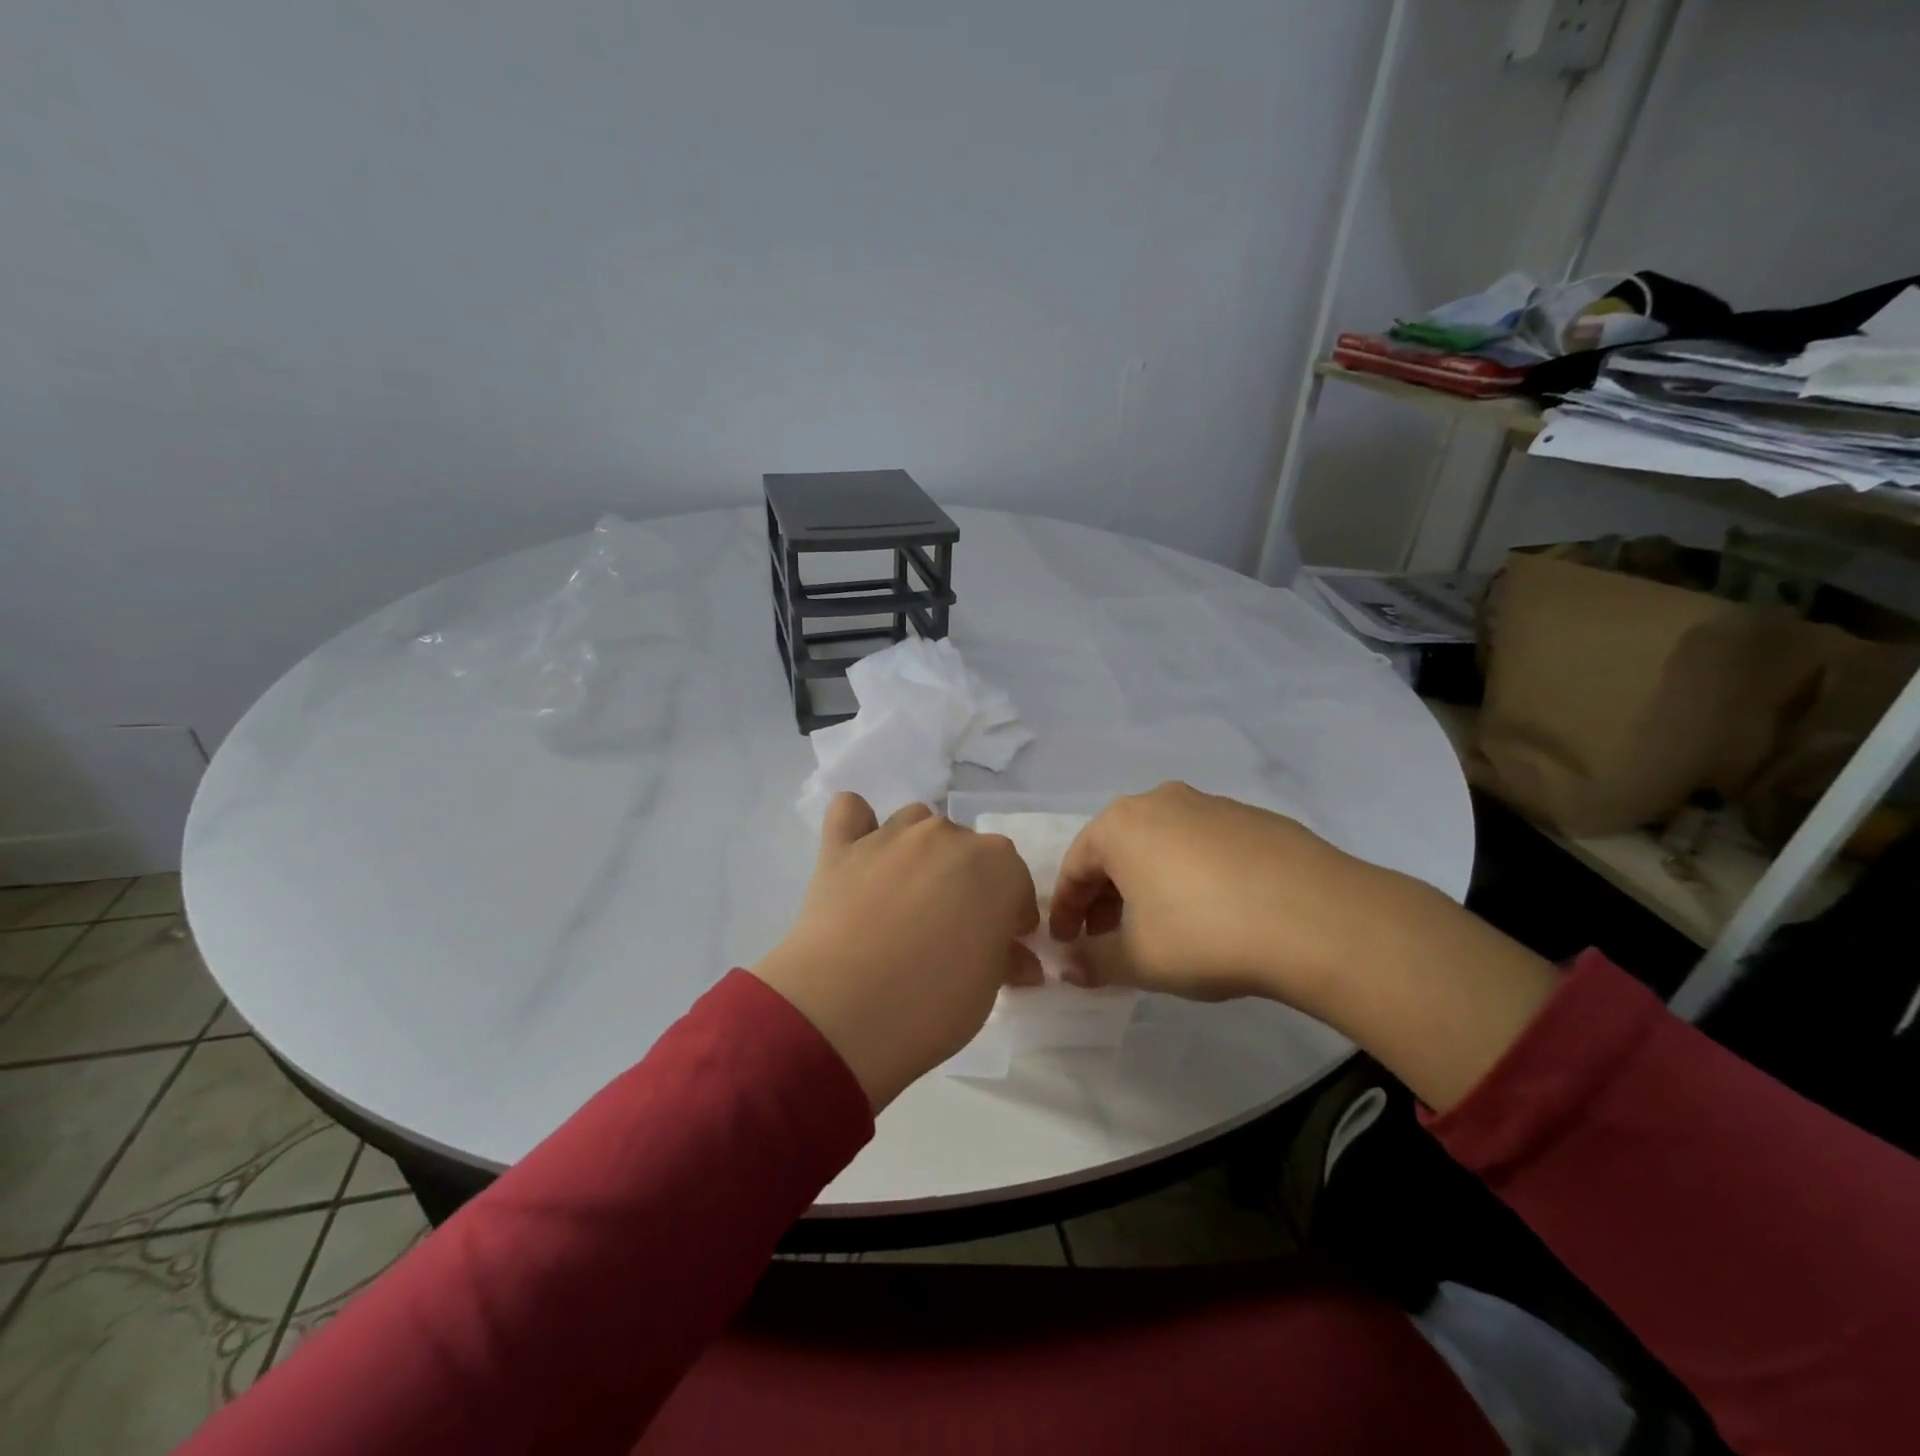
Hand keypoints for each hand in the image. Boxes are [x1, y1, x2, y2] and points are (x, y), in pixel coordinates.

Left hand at [751, 795, 1039, 1110]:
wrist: (842, 1012)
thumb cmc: (932, 1004)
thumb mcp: (986, 990)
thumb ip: (1006, 960)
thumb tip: (1020, 960)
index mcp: (996, 864)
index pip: (1016, 880)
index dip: (1011, 914)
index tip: (1001, 944)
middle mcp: (946, 835)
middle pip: (966, 849)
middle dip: (966, 882)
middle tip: (951, 930)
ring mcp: (891, 835)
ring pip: (915, 823)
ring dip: (920, 850)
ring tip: (906, 895)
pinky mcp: (840, 847)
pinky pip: (850, 812)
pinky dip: (859, 825)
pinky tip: (858, 854)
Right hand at [1048, 782, 1393, 1012]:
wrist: (1320, 919)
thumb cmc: (1206, 934)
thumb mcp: (1140, 960)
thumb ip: (1094, 960)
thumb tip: (1066, 966)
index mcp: (1121, 825)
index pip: (1075, 867)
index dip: (1065, 910)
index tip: (1065, 943)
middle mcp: (1160, 801)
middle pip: (1116, 851)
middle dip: (1105, 898)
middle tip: (1107, 939)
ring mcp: (1211, 804)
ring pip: (1160, 845)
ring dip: (1146, 884)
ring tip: (1158, 927)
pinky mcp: (1253, 818)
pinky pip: (1202, 845)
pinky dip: (1189, 875)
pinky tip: (1210, 911)